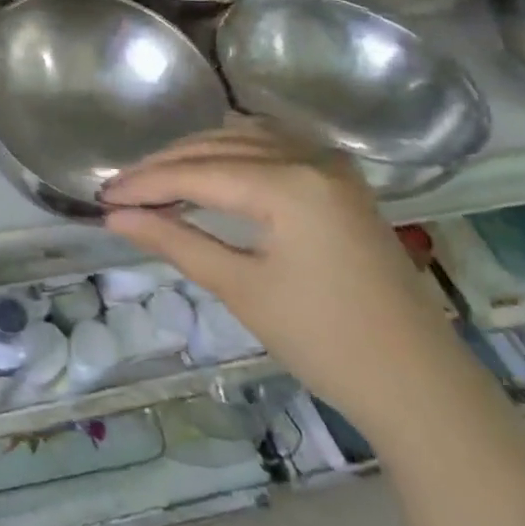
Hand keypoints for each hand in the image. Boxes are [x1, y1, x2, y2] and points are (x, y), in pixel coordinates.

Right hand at [101, 117, 467, 437]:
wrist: (421, 387)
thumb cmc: (326, 342)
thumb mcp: (241, 288)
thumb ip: (174, 241)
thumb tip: (115, 218)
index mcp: (289, 183)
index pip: (196, 173)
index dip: (144, 183)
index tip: (103, 197)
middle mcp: (310, 157)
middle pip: (217, 146)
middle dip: (164, 166)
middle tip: (120, 191)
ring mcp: (331, 165)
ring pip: (243, 139)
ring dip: (195, 155)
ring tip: (154, 181)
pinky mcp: (341, 180)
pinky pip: (272, 146)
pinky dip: (232, 153)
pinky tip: (208, 168)